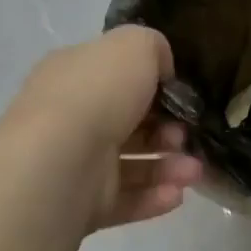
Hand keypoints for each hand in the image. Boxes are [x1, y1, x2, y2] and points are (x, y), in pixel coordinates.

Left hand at [0, 26, 205, 233]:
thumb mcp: (135, 45)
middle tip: (185, 134)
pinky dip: (154, 197)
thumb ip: (154, 48)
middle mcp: (71, 118)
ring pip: (131, 164)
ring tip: (193, 171)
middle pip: (129, 123)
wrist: (58, 163)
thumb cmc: (98, 94)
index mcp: (74, 76)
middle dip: (167, 129)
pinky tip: (177, 194)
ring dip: (169, 165)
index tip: (181, 94)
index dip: (153, 84)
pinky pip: (125, 200)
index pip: (116, 76)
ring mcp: (74, 164)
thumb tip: (161, 69)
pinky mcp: (81, 205)